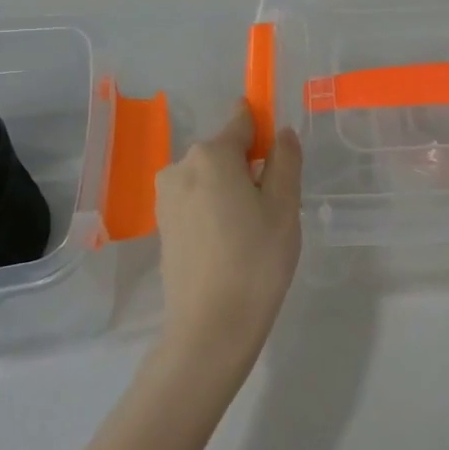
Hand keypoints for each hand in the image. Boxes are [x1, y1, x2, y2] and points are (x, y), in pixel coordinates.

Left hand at [152, 102, 302, 379]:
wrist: (210, 328)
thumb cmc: (256, 259)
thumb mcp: (285, 205)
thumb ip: (285, 160)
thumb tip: (281, 133)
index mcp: (212, 154)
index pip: (242, 121)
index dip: (264, 128)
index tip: (281, 151)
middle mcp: (181, 166)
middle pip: (225, 152)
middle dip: (250, 167)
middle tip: (275, 207)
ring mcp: (167, 197)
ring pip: (210, 178)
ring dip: (232, 191)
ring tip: (254, 231)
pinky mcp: (162, 226)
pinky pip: (196, 201)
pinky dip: (215, 211)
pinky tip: (231, 244)